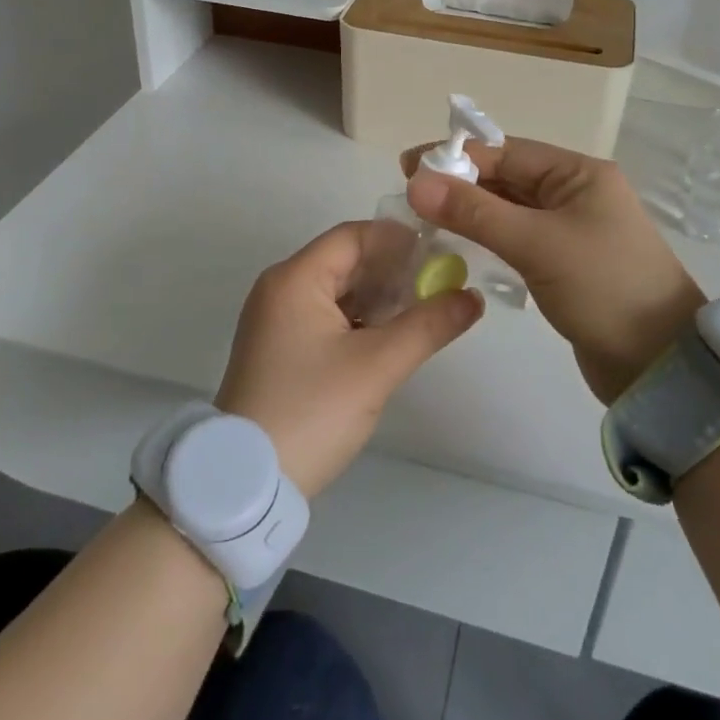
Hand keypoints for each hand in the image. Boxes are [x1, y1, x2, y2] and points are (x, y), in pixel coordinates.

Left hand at [215, 221, 483, 496]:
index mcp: (295, 278)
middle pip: (346, 261)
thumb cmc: (311, 411)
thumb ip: (428, 325)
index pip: (354, 236)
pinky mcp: (281, 349)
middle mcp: (282, 289)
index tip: (441, 254)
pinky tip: (394, 335)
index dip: (399, 240)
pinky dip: (361, 320)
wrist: (247, 484)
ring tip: (426, 309)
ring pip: (339, 291)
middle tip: (442, 283)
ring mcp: (278, 320)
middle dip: (394, 270)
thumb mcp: (376, 367)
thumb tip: (472, 297)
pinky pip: (328, 317)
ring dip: (380, 297)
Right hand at [404, 138, 701, 403]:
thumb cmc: (604, 288)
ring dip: (470, 211)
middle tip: (410, 195)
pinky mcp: (565, 263)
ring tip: (424, 218)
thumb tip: (416, 182)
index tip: (408, 167)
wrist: (660, 367)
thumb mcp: (537, 244)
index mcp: (579, 174)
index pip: (506, 153)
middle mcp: (575, 193)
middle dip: (460, 183)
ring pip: (509, 209)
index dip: (457, 157)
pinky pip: (517, 238)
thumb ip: (475, 212)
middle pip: (507, 178)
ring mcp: (571, 229)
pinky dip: (487, 237)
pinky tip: (458, 244)